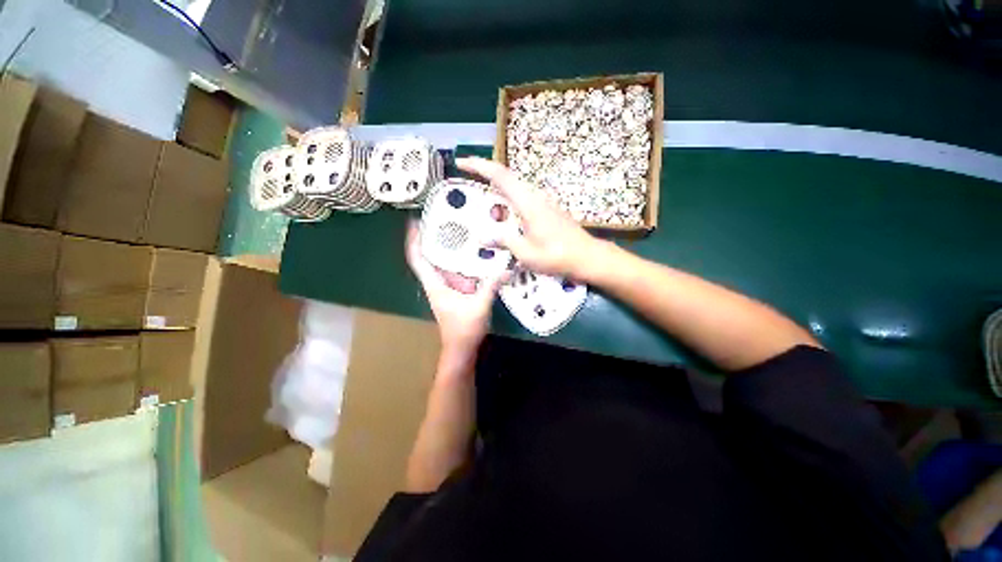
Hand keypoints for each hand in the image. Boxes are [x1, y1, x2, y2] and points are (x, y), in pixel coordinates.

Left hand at [405, 222, 504, 357]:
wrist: (461, 348)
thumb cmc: (464, 329)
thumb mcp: (479, 305)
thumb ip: (492, 285)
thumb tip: (507, 268)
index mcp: (435, 284)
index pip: (418, 259)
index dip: (413, 240)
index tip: (415, 222)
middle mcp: (437, 283)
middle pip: (428, 256)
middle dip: (430, 238)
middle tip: (442, 219)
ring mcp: (445, 287)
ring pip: (441, 263)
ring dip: (445, 248)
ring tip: (457, 230)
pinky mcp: (454, 291)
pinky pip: (453, 270)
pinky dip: (458, 260)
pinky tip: (471, 252)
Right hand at [456, 157, 607, 279]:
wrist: (587, 257)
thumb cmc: (557, 257)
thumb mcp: (526, 253)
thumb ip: (504, 241)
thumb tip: (482, 237)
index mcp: (528, 204)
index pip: (501, 177)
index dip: (480, 166)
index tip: (462, 162)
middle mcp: (535, 196)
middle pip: (507, 176)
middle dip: (485, 172)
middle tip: (466, 176)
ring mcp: (543, 201)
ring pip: (515, 186)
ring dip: (497, 186)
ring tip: (481, 195)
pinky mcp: (547, 208)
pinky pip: (522, 195)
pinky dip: (507, 197)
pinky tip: (503, 211)